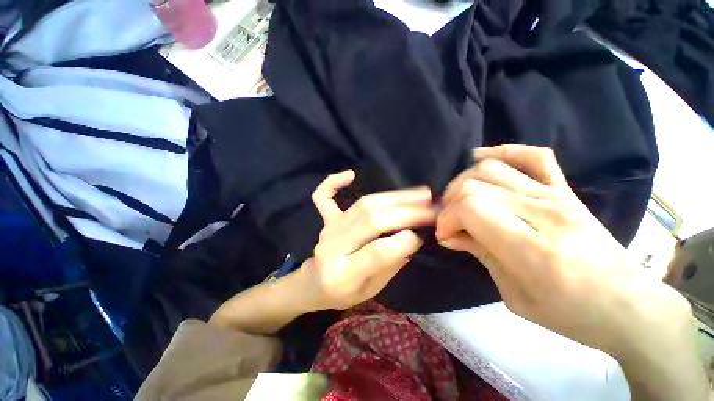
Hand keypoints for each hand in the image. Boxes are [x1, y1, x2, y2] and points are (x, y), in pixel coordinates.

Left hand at [298, 170, 436, 310]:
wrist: (313, 285)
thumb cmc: (344, 293)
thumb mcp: (372, 290)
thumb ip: (391, 264)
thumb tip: (413, 238)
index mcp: (343, 275)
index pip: (376, 253)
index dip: (403, 242)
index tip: (424, 235)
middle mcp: (333, 248)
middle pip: (371, 222)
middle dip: (406, 213)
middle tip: (432, 208)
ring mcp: (328, 230)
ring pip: (362, 206)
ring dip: (393, 197)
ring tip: (419, 194)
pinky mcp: (326, 220)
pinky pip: (323, 197)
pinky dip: (332, 182)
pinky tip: (350, 174)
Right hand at [435, 145, 690, 357]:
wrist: (628, 305)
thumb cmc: (569, 312)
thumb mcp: (513, 295)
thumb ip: (479, 254)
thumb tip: (449, 235)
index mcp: (531, 248)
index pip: (471, 208)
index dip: (447, 219)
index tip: (445, 235)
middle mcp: (543, 212)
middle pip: (476, 185)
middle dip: (450, 203)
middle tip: (449, 221)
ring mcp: (556, 195)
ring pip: (492, 168)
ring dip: (464, 182)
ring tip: (459, 199)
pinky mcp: (565, 190)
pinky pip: (533, 156)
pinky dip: (502, 152)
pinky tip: (481, 159)